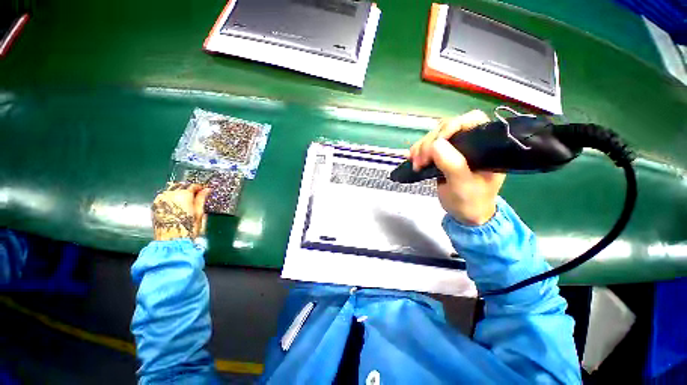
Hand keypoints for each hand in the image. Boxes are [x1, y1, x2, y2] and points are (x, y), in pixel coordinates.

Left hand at [152, 183, 210, 240]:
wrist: (171, 241)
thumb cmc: (188, 228)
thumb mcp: (199, 213)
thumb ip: (201, 199)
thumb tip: (207, 189)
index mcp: (183, 195)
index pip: (193, 185)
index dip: (200, 188)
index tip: (205, 191)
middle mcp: (170, 194)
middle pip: (180, 185)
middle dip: (189, 188)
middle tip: (196, 195)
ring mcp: (160, 199)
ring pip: (171, 189)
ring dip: (179, 192)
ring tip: (185, 199)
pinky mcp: (154, 205)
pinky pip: (164, 196)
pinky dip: (171, 197)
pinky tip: (176, 204)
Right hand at [409, 110, 505, 225]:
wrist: (465, 214)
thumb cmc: (470, 201)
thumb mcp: (463, 185)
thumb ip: (452, 165)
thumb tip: (435, 144)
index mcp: (485, 146)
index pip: (471, 121)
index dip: (451, 127)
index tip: (434, 144)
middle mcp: (470, 143)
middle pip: (447, 128)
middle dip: (430, 142)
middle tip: (420, 161)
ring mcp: (455, 149)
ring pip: (434, 136)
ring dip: (421, 147)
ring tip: (416, 164)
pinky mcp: (443, 156)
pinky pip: (428, 146)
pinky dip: (418, 151)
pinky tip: (412, 159)